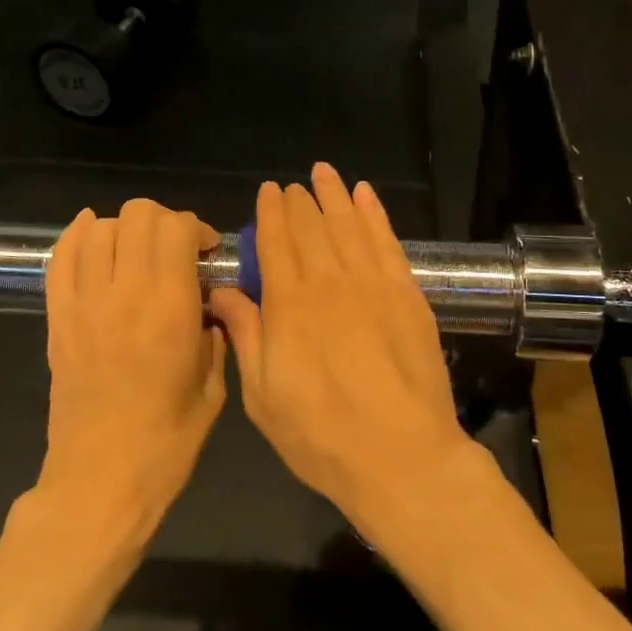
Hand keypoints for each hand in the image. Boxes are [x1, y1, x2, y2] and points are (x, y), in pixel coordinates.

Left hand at [39, 199, 226, 545]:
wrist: (100, 482)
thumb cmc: (166, 443)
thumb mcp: (213, 389)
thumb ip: (217, 337)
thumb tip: (211, 306)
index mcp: (169, 308)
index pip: (176, 228)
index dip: (195, 227)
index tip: (206, 251)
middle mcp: (124, 293)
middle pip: (137, 215)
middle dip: (164, 221)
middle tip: (175, 249)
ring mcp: (84, 304)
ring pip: (99, 229)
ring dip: (125, 229)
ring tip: (139, 252)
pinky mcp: (57, 320)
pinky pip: (60, 260)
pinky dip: (77, 236)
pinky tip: (94, 233)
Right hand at [209, 165, 477, 537]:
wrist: (402, 456)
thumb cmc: (321, 436)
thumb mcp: (263, 396)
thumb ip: (246, 335)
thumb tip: (223, 291)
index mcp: (289, 306)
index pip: (276, 243)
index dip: (270, 213)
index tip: (267, 191)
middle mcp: (329, 283)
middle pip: (311, 228)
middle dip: (299, 202)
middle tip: (293, 185)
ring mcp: (373, 285)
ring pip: (349, 225)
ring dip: (335, 196)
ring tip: (325, 173)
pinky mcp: (408, 295)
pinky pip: (388, 242)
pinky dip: (375, 215)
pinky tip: (367, 196)